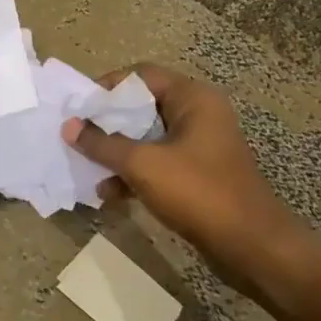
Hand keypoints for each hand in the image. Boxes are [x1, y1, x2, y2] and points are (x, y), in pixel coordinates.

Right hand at [63, 63, 311, 276]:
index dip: (107, 87)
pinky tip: (110, 194)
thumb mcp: (143, 165)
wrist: (251, 246)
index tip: (79, 108)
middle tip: (77, 136)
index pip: (141, 75)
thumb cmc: (198, 192)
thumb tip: (69, 126)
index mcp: (193, 99)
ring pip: (148, 138)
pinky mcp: (198, 174)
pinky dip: (134, 173)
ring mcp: (200, 146)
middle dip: (108, 124)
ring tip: (87, 169)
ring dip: (117, 152)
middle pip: (143, 106)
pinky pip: (158, 163)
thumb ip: (103, 144)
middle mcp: (198, 115)